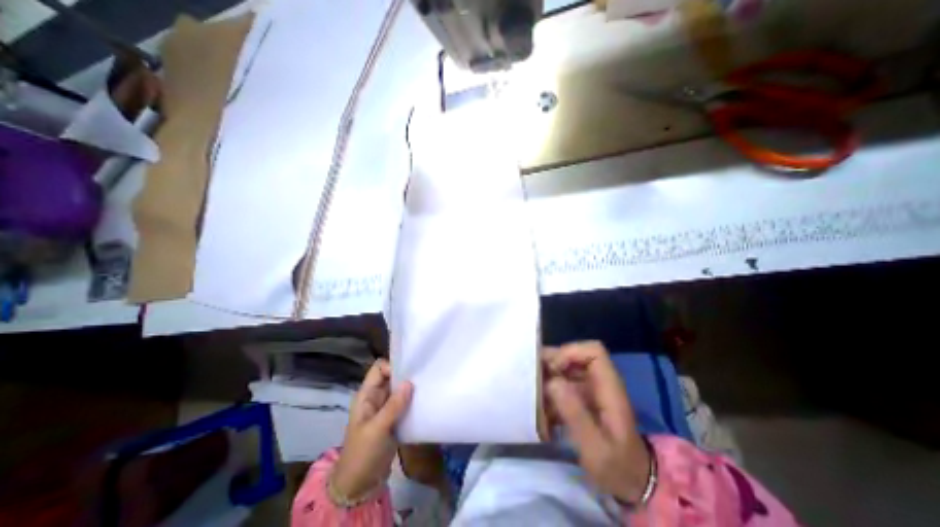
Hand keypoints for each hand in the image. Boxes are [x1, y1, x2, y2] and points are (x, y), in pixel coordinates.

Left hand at [334, 359, 414, 497]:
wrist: (359, 485)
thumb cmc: (363, 453)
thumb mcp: (377, 428)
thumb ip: (393, 405)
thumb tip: (410, 382)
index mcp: (366, 395)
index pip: (379, 369)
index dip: (392, 366)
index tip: (409, 372)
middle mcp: (376, 397)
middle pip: (391, 377)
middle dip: (405, 376)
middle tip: (423, 376)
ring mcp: (385, 408)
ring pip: (399, 390)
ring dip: (411, 389)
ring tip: (426, 387)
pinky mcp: (394, 419)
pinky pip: (404, 403)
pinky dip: (412, 401)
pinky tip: (423, 401)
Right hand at [545, 341, 654, 502]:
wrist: (632, 484)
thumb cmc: (617, 467)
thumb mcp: (596, 449)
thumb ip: (576, 415)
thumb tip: (553, 382)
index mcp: (609, 388)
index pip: (593, 351)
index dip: (570, 353)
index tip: (552, 369)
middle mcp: (600, 382)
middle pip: (574, 355)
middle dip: (552, 363)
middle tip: (532, 379)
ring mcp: (591, 388)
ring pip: (565, 367)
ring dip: (548, 376)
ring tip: (533, 393)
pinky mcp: (583, 397)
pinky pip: (562, 382)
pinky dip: (549, 389)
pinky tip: (541, 406)